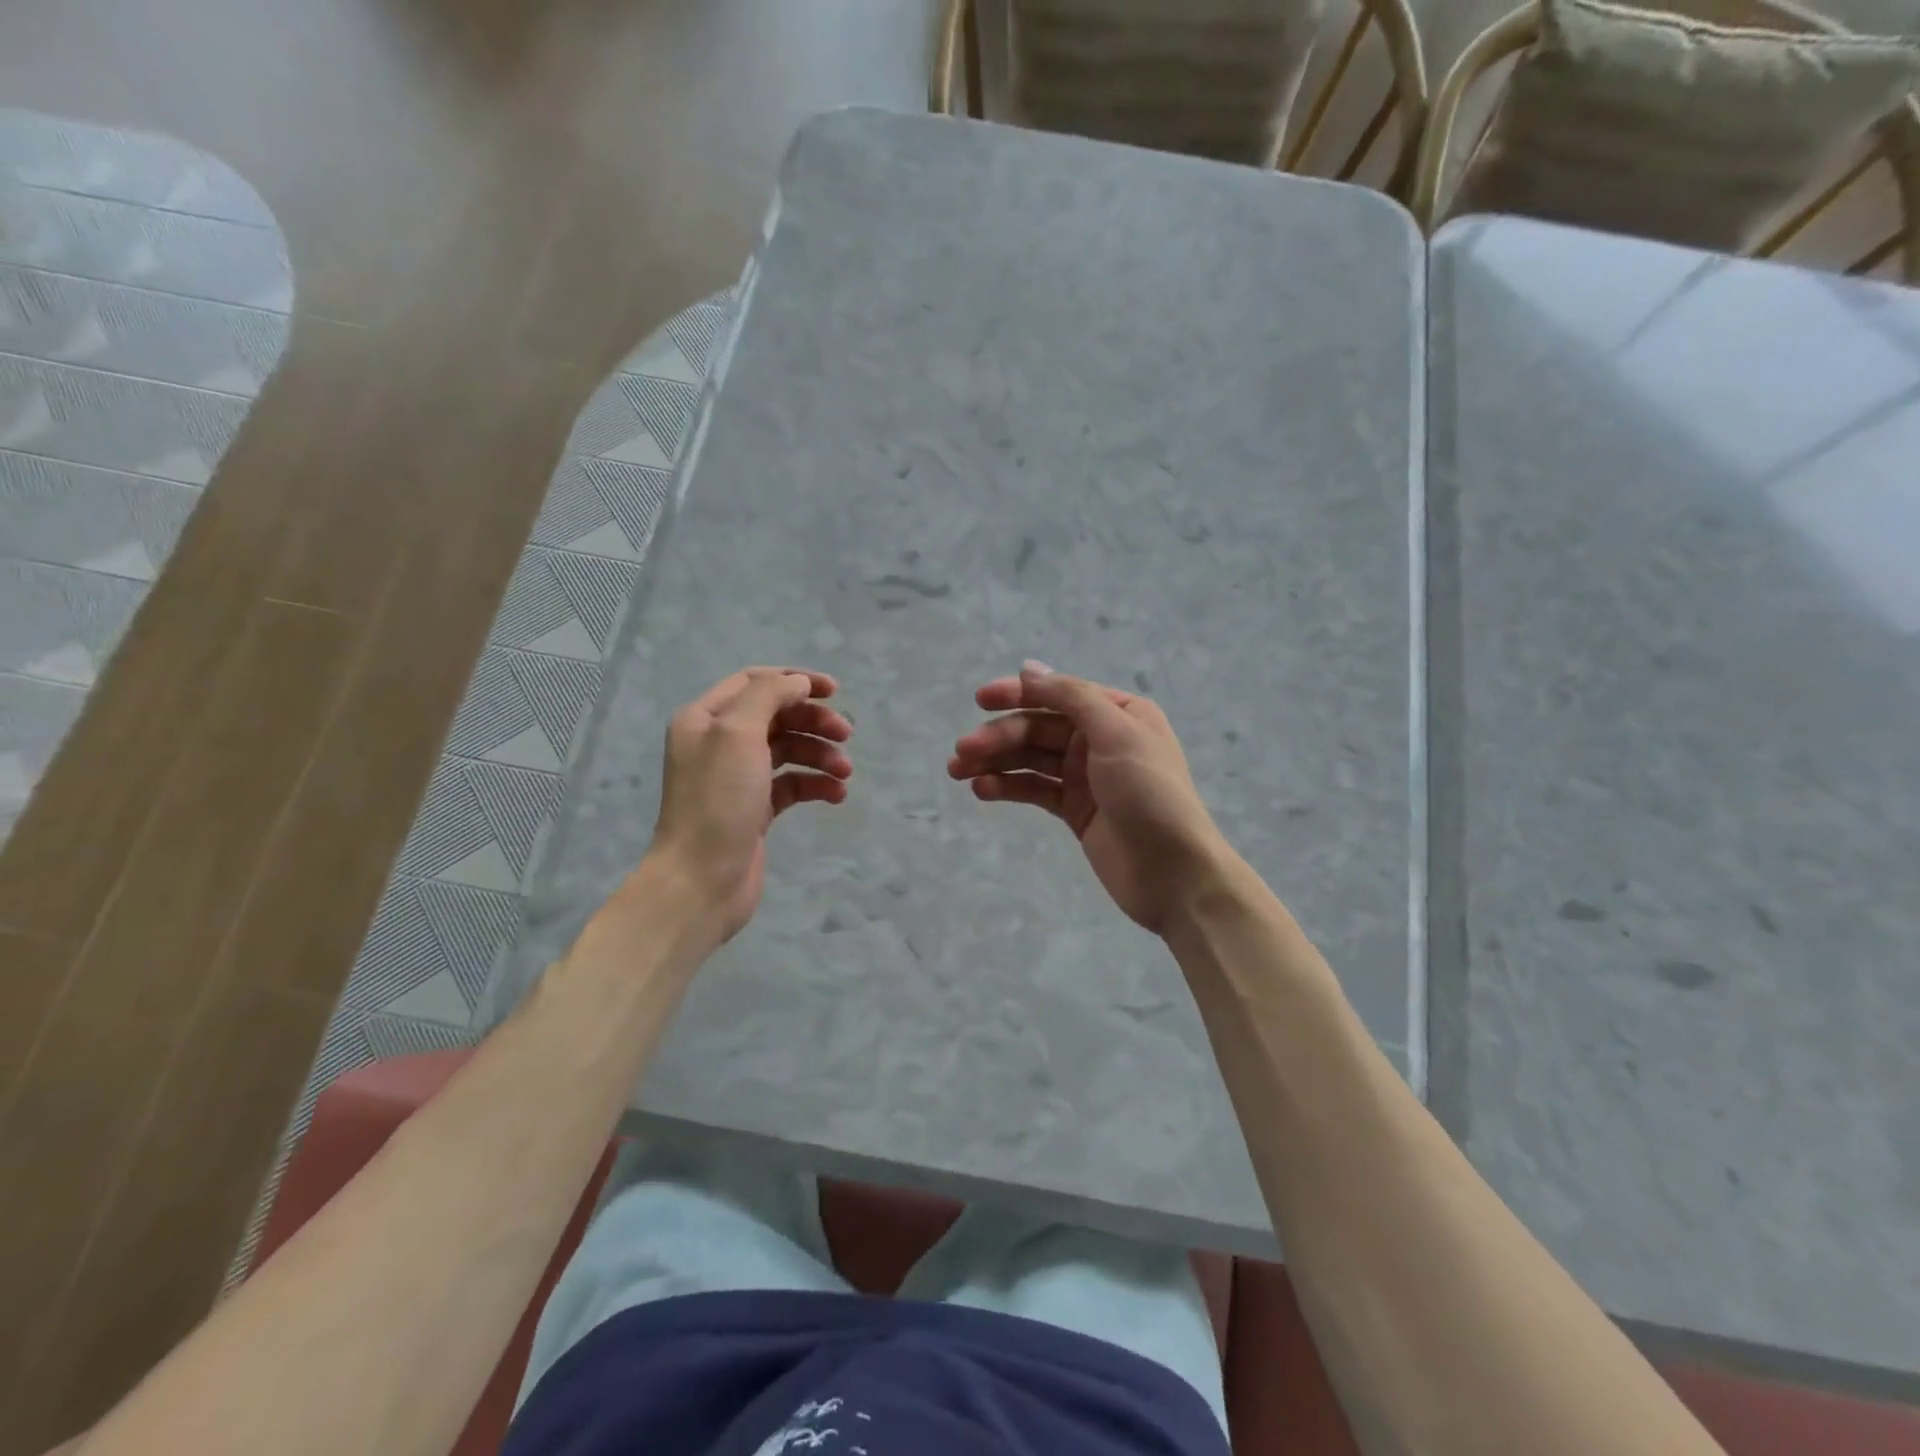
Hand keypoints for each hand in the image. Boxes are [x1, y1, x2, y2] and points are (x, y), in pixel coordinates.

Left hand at [645, 666, 852, 942]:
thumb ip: (769, 696)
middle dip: (813, 721)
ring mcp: (737, 778)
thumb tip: (798, 683)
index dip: (795, 681)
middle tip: (846, 734)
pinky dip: (815, 785)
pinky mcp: (755, 809)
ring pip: (788, 751)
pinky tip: (836, 795)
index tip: (834, 691)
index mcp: (705, 718)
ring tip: (844, 772)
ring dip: (820, 755)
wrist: (701, 880)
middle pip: (776, 716)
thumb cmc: (717, 800)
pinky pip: (792, 785)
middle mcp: (718, 743)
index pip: (755, 682)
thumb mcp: (738, 733)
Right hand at [949, 660, 1232, 935]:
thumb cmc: (1151, 794)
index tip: (980, 699)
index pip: (1059, 695)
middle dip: (1000, 736)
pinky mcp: (1075, 810)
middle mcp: (1101, 739)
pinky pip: (1035, 789)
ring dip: (995, 761)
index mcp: (1118, 714)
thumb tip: (1028, 668)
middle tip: (962, 751)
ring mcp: (1086, 777)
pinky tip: (982, 790)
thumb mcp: (1117, 734)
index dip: (1018, 694)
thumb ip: (1072, 697)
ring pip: (1032, 760)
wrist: (1174, 873)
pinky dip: (1008, 787)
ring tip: (958, 771)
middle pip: (1040, 728)